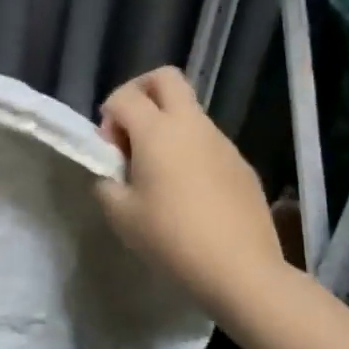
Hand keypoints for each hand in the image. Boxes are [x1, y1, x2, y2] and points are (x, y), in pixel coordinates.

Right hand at [95, 67, 288, 318]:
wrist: (241, 269)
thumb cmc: (171, 238)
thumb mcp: (121, 215)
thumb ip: (107, 184)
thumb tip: (114, 174)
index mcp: (157, 131)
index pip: (124, 96)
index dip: (108, 116)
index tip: (109, 151)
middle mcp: (192, 125)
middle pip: (165, 78)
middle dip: (140, 93)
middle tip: (130, 132)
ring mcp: (222, 142)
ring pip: (189, 111)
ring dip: (166, 126)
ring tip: (158, 173)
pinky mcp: (241, 164)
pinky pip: (208, 142)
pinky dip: (190, 151)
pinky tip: (188, 194)